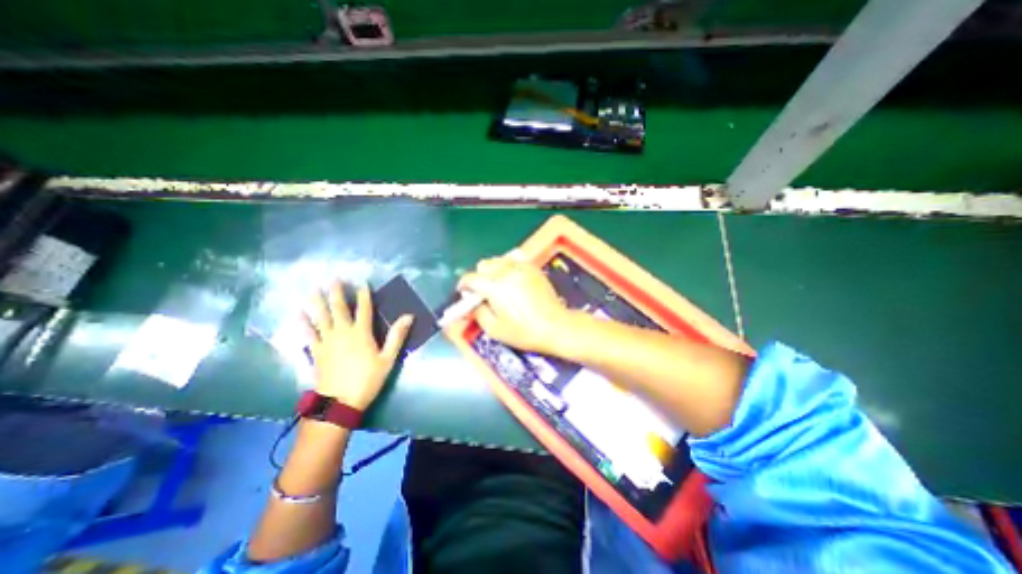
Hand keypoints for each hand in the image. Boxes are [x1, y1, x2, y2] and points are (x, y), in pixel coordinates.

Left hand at [301, 280, 412, 407]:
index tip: (362, 282)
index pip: (364, 309)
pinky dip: (303, 323)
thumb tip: (408, 316)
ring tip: (313, 289)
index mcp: (361, 333)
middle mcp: (342, 332)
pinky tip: (299, 314)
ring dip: (317, 303)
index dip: (363, 295)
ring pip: (321, 318)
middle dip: (337, 293)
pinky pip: (308, 333)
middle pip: (339, 309)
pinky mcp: (316, 351)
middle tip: (333, 279)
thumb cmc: (368, 379)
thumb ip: (397, 336)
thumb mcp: (387, 359)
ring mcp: (326, 341)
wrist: (339, 402)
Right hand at [457, 256, 571, 353]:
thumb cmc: (524, 332)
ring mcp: (522, 267)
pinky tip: (511, 279)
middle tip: (482, 292)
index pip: (471, 278)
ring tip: (497, 285)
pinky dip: (507, 266)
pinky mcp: (533, 268)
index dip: (463, 285)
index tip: (464, 293)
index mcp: (495, 287)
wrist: (555, 326)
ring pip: (498, 260)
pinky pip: (514, 260)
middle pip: (483, 265)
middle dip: (478, 277)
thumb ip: (477, 313)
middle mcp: (507, 272)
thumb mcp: (494, 329)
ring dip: (492, 270)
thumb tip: (472, 302)